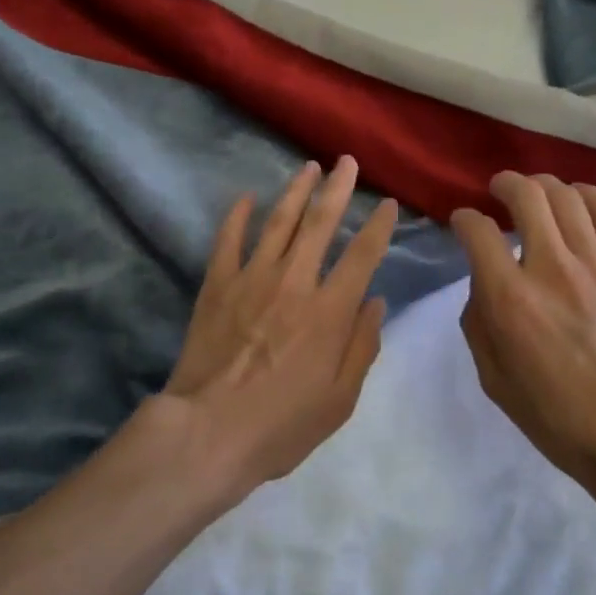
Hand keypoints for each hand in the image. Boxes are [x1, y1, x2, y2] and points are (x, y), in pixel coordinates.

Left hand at [162, 156, 396, 498]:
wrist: (207, 433)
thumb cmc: (281, 425)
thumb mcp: (340, 400)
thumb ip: (362, 346)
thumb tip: (375, 301)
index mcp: (329, 310)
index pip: (362, 255)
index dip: (379, 226)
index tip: (388, 204)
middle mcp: (294, 282)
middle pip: (320, 223)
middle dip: (337, 188)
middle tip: (347, 161)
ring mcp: (252, 278)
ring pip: (278, 221)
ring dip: (296, 191)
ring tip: (308, 167)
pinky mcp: (217, 285)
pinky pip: (229, 240)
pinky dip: (237, 216)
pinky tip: (246, 198)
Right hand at [450, 172, 595, 490]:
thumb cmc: (556, 415)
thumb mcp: (493, 378)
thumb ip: (479, 320)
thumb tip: (483, 280)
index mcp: (510, 299)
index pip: (478, 231)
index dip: (464, 219)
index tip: (464, 222)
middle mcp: (550, 268)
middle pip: (525, 195)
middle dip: (504, 184)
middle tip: (498, 190)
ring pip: (565, 195)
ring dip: (542, 184)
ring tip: (535, 191)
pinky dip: (586, 194)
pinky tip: (576, 199)